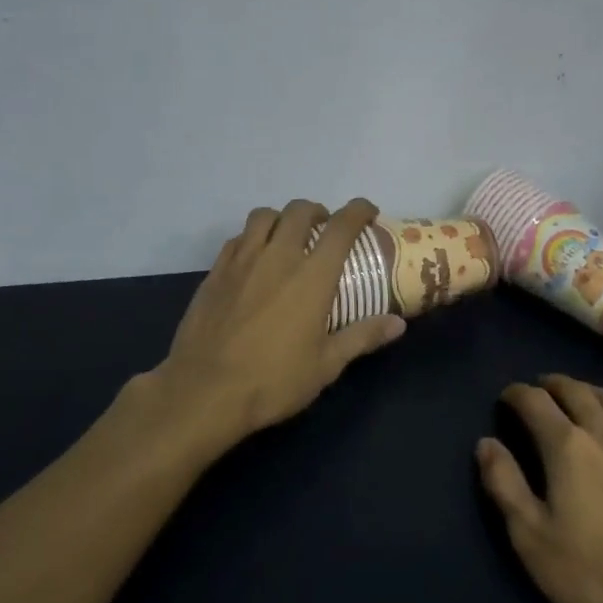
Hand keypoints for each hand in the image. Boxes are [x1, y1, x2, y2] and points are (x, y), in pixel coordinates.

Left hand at [154, 198, 405, 445]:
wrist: (204, 392)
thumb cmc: (273, 380)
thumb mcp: (327, 365)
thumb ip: (363, 337)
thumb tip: (398, 323)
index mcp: (312, 276)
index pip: (341, 226)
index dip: (358, 210)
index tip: (368, 211)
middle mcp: (278, 257)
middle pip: (299, 210)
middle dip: (318, 211)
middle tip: (325, 228)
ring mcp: (241, 261)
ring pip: (263, 216)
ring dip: (282, 218)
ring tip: (288, 236)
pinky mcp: (214, 273)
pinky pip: (237, 239)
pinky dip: (252, 238)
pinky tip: (255, 259)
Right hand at [475, 375, 602, 602]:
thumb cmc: (595, 573)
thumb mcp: (532, 537)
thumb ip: (505, 485)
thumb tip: (485, 443)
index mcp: (567, 447)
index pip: (536, 402)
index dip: (517, 394)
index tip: (506, 397)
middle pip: (578, 392)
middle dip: (555, 384)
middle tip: (540, 387)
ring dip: (593, 392)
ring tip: (581, 397)